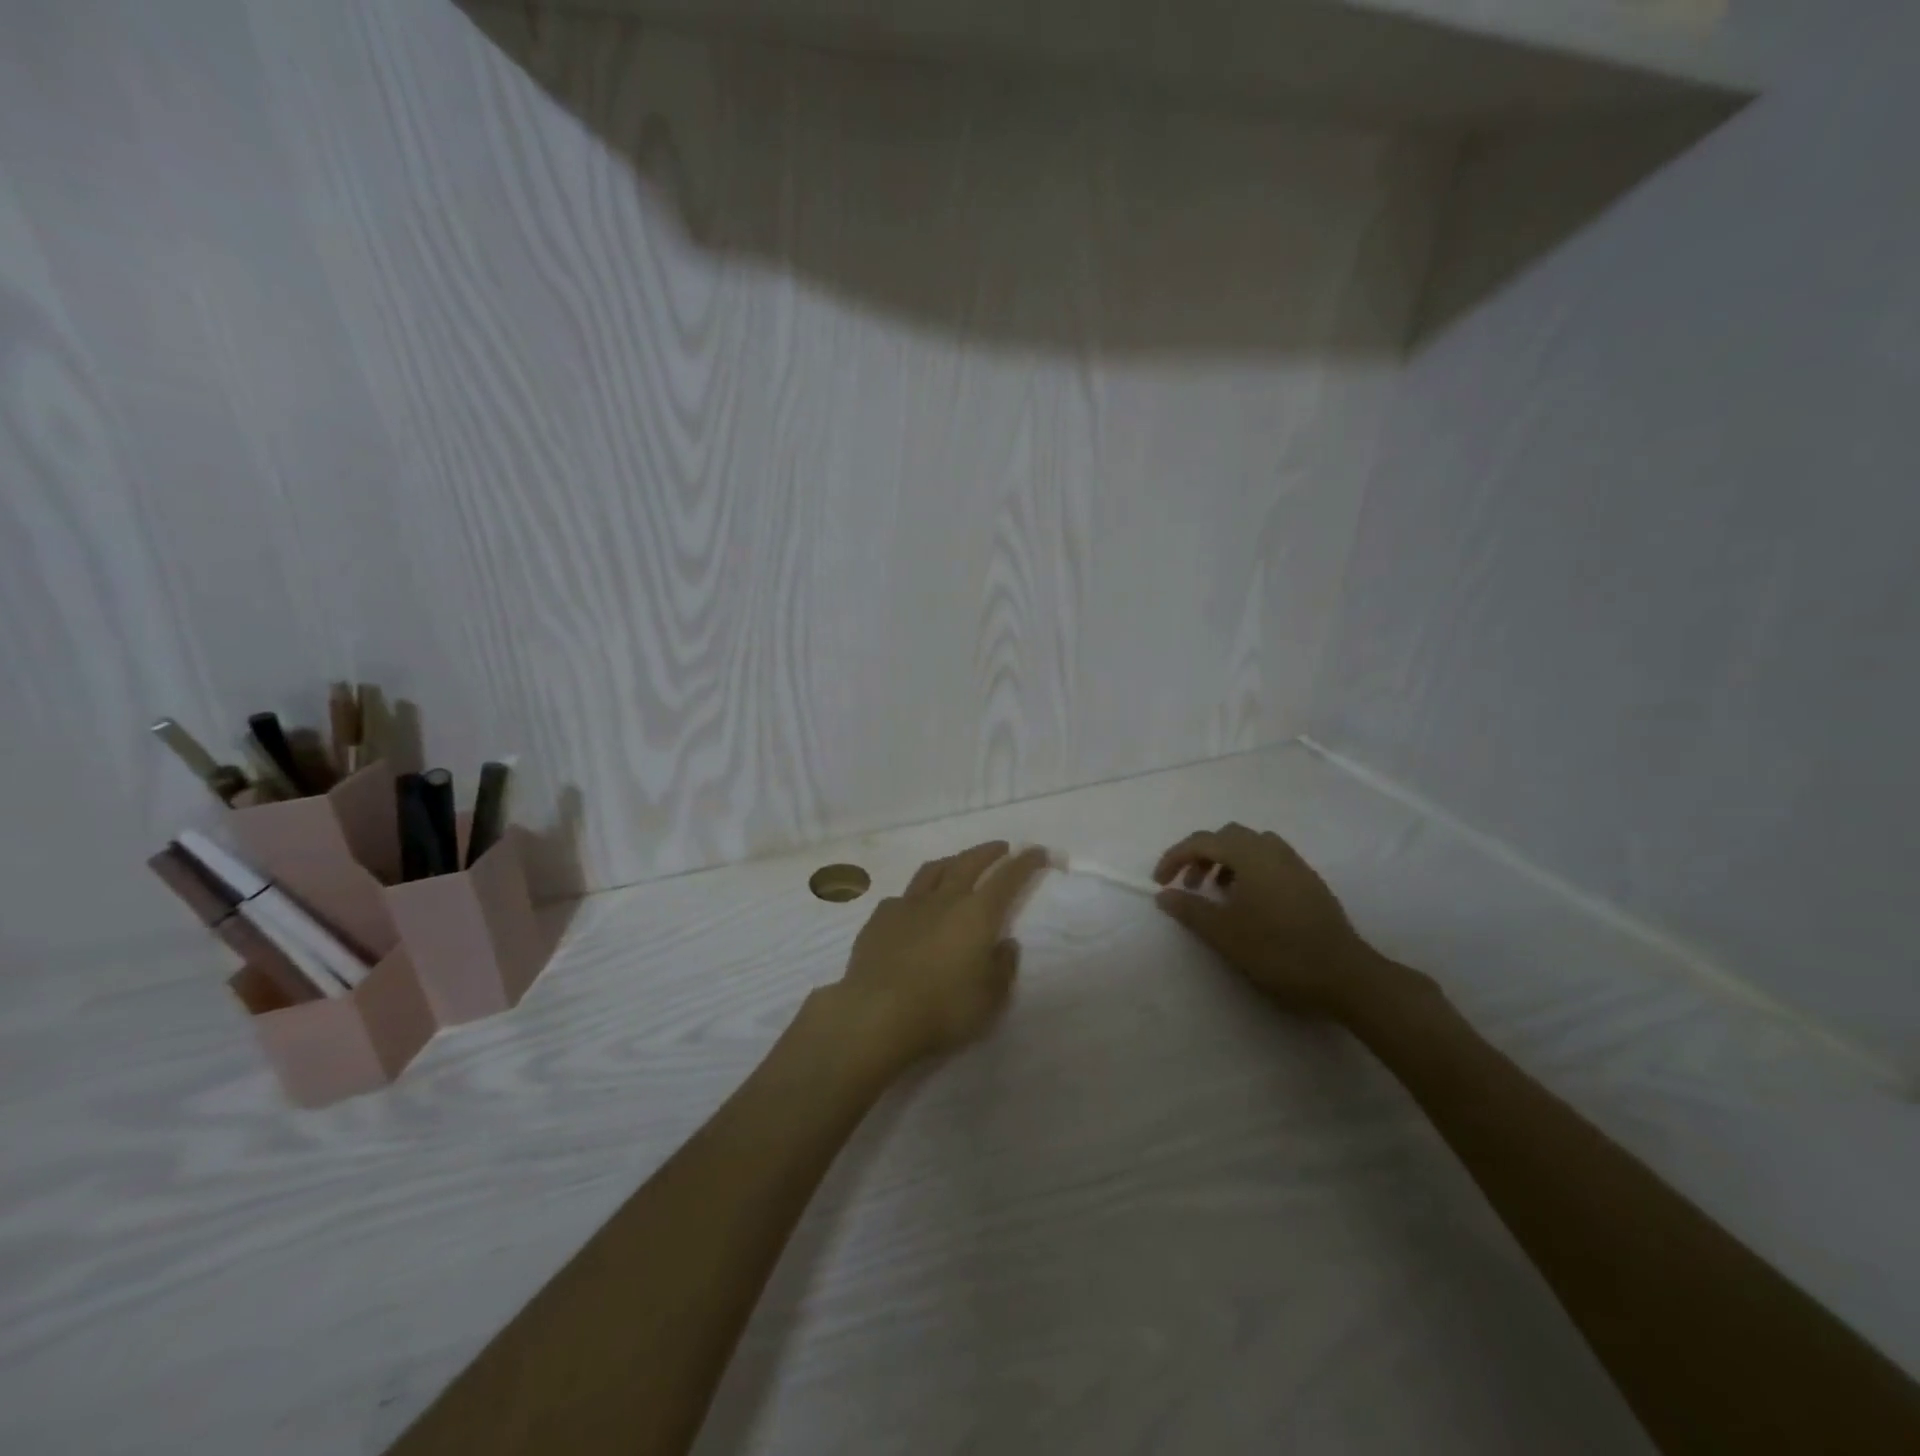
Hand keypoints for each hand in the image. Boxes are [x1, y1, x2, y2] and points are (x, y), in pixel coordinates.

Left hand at [831, 841, 1049, 1068]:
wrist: (877, 1014)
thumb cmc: (943, 1009)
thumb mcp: (990, 998)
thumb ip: (1002, 967)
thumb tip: (1005, 944)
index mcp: (976, 914)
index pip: (1007, 878)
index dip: (1025, 862)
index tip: (1037, 851)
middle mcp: (943, 900)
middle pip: (968, 863)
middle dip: (988, 852)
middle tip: (1000, 848)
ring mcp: (907, 905)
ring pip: (932, 871)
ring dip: (952, 861)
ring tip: (959, 863)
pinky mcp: (879, 919)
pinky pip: (903, 897)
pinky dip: (917, 895)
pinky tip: (914, 906)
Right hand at [1153, 822, 1429, 1020]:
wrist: (1344, 974)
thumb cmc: (1278, 951)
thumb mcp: (1224, 933)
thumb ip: (1190, 909)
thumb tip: (1164, 894)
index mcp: (1249, 855)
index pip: (1201, 841)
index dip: (1175, 858)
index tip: (1160, 883)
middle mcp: (1272, 849)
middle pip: (1226, 837)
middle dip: (1201, 856)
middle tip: (1189, 886)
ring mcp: (1294, 863)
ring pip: (1249, 846)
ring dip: (1225, 861)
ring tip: (1217, 893)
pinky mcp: (1308, 880)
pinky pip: (1268, 859)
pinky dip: (1247, 869)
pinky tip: (1248, 902)